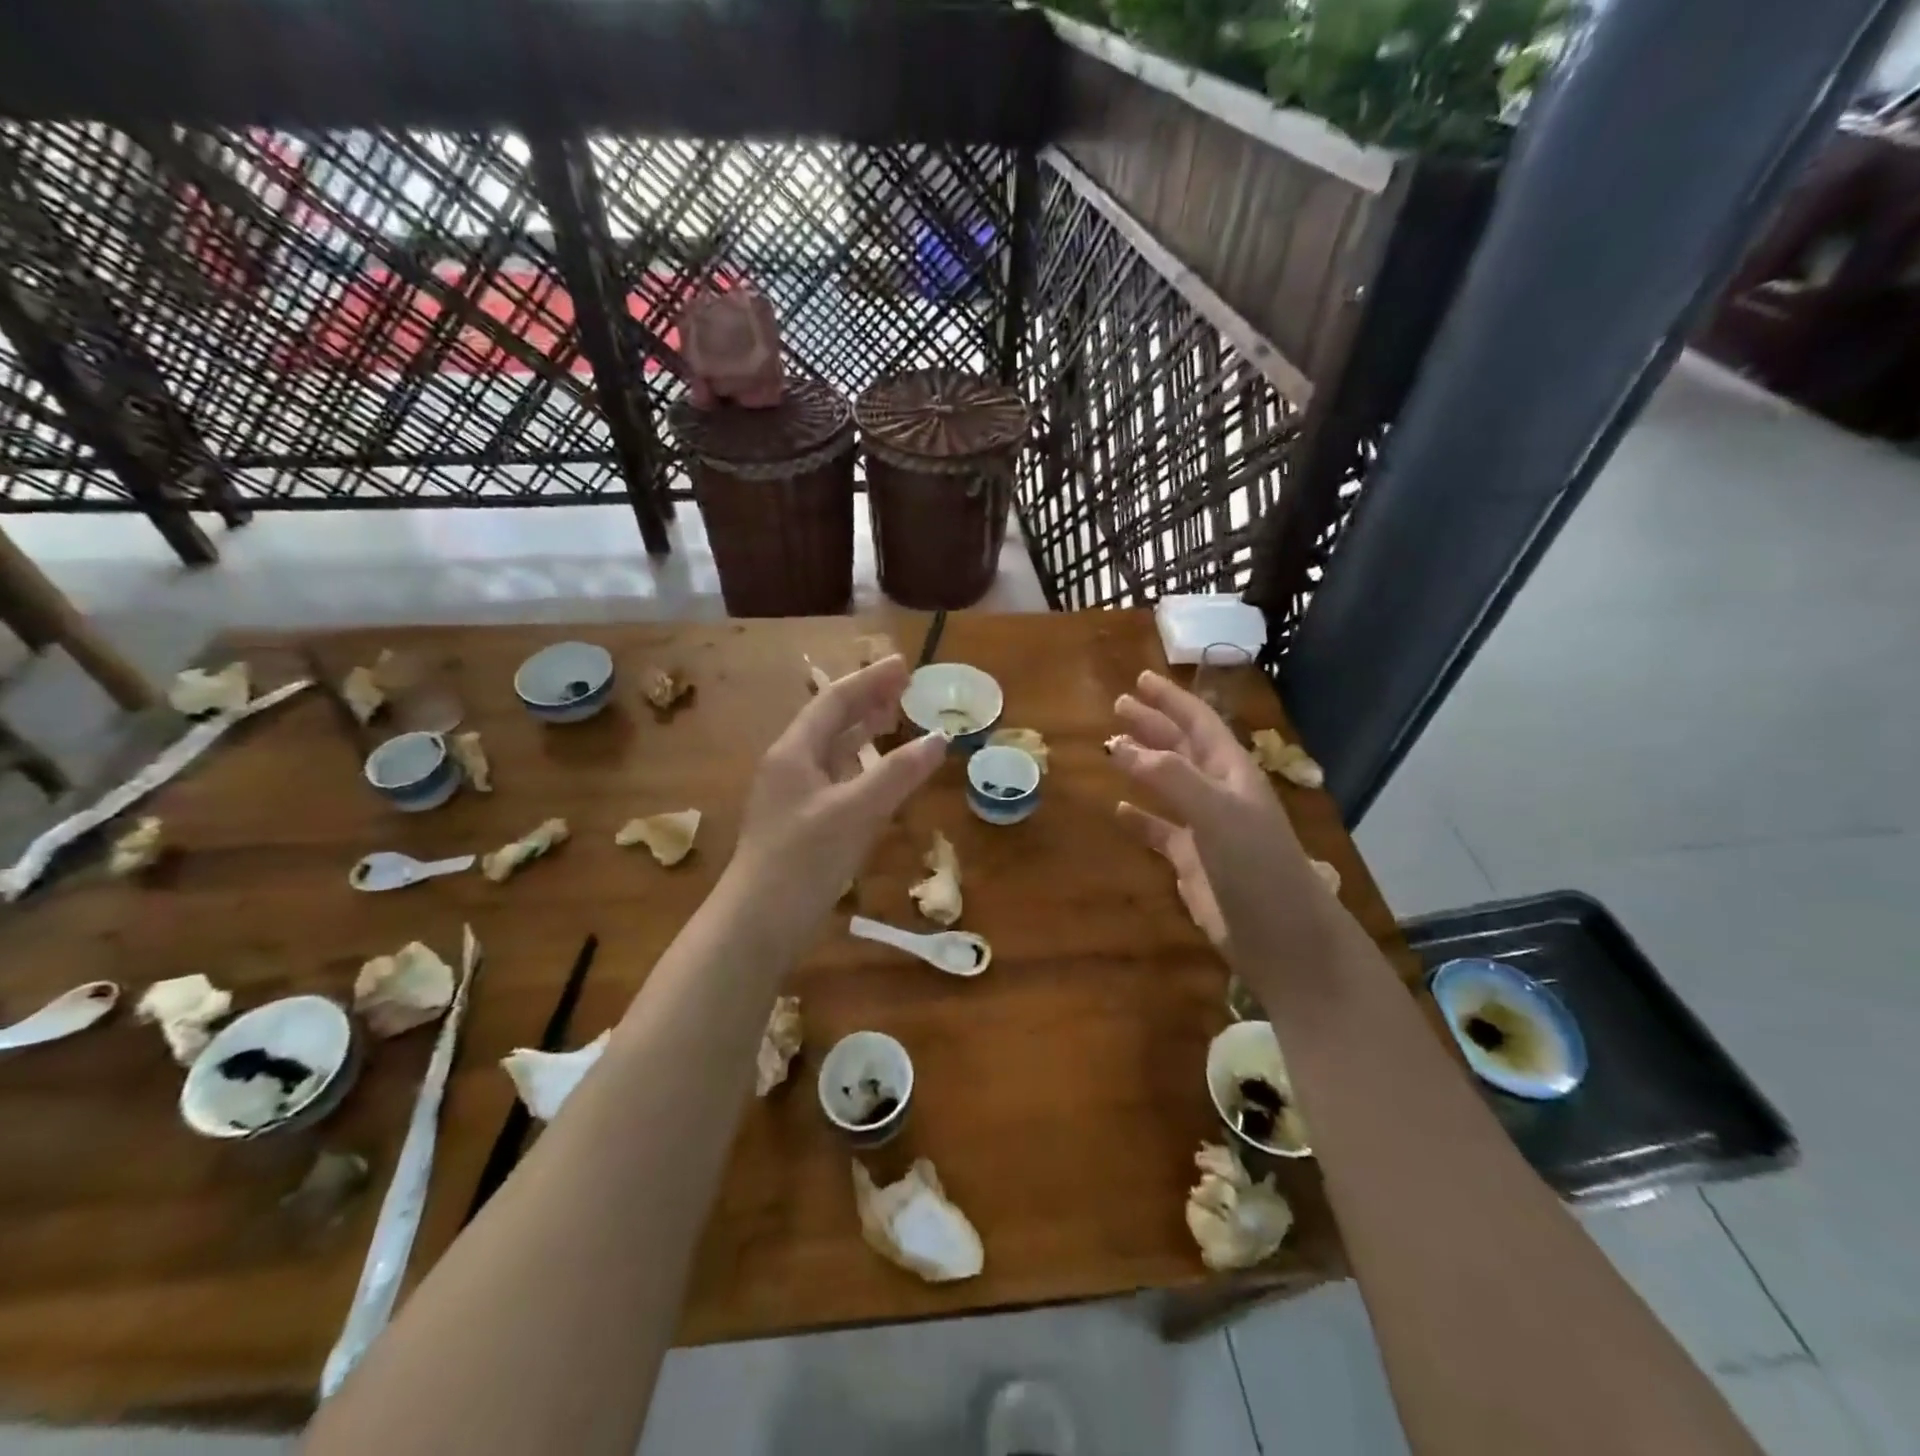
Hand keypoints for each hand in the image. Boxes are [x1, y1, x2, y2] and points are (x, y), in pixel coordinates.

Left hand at [730, 655, 945, 917]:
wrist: (757, 924)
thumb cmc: (803, 859)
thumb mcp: (856, 811)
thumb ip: (898, 773)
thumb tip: (939, 738)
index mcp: (794, 752)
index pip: (834, 701)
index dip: (869, 680)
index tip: (904, 665)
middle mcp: (790, 766)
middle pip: (831, 722)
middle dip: (867, 702)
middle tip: (906, 689)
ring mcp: (794, 797)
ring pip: (833, 752)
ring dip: (864, 734)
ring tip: (896, 721)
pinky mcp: (802, 825)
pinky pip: (836, 780)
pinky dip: (861, 769)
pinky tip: (878, 776)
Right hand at [1109, 671, 1331, 965]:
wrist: (1281, 936)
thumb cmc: (1256, 864)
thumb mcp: (1216, 812)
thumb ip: (1169, 776)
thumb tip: (1119, 746)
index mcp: (1232, 772)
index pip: (1198, 723)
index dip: (1171, 700)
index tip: (1140, 680)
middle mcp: (1219, 792)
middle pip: (1181, 747)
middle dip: (1153, 725)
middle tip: (1117, 706)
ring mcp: (1205, 826)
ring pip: (1168, 784)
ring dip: (1142, 765)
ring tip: (1111, 748)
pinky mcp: (1191, 860)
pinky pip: (1159, 829)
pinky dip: (1139, 817)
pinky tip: (1118, 810)